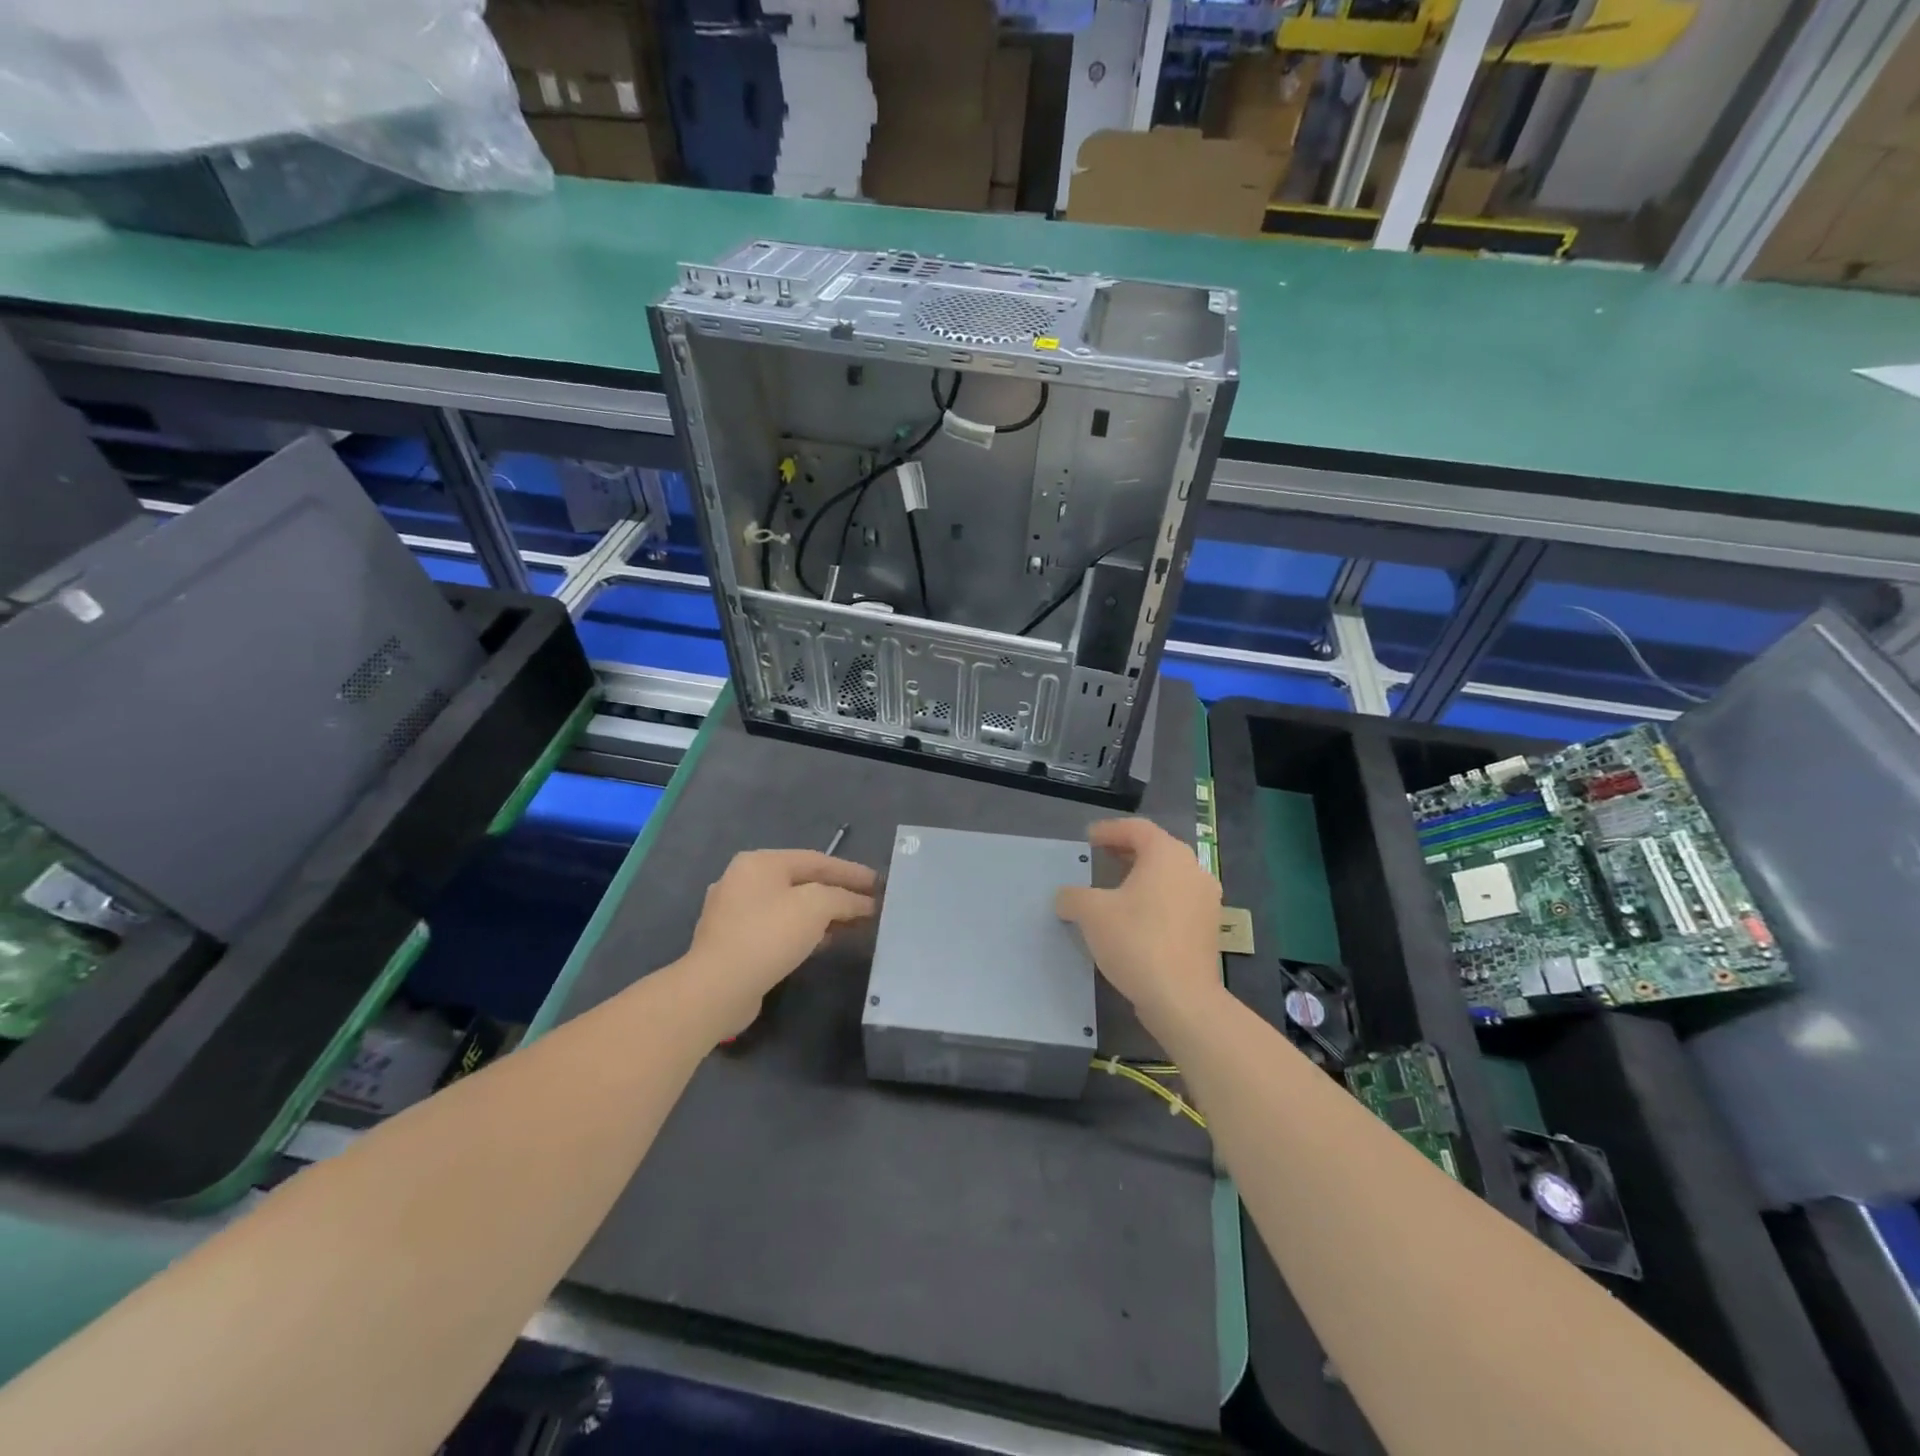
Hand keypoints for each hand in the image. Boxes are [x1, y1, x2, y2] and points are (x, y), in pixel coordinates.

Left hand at [682, 849, 876, 1038]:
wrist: (717, 988)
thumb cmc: (768, 935)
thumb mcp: (816, 906)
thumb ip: (844, 898)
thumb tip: (864, 903)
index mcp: (760, 862)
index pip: (816, 860)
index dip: (851, 872)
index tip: (879, 883)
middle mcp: (743, 881)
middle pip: (802, 882)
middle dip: (838, 894)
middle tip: (869, 904)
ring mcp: (734, 913)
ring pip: (790, 907)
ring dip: (824, 915)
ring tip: (854, 925)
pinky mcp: (734, 943)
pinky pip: (778, 929)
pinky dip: (804, 932)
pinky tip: (824, 943)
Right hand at [1056, 818, 1221, 1026]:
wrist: (1182, 998)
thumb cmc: (1136, 941)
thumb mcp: (1091, 913)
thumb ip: (1073, 897)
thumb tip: (1066, 898)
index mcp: (1167, 855)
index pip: (1136, 829)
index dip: (1109, 830)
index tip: (1089, 838)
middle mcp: (1193, 870)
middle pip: (1156, 849)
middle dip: (1126, 852)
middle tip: (1100, 857)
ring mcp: (1206, 900)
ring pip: (1169, 877)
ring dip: (1142, 877)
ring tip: (1115, 889)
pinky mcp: (1208, 929)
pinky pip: (1177, 901)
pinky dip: (1155, 900)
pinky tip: (1135, 918)